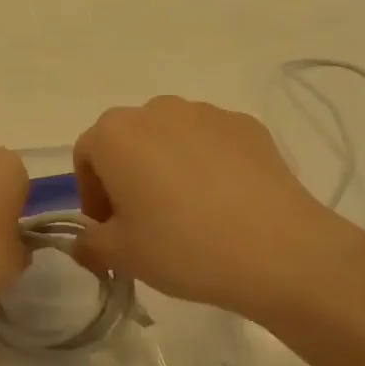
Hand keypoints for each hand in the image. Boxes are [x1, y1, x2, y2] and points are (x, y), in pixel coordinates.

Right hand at [72, 96, 364, 323]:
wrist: (279, 250)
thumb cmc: (183, 247)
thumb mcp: (122, 256)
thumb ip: (90, 244)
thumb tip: (85, 241)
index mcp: (115, 134)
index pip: (86, 157)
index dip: (91, 195)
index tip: (109, 230)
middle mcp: (156, 110)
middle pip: (128, 141)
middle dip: (127, 176)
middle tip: (145, 223)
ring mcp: (206, 112)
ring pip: (170, 138)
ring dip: (167, 166)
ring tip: (189, 212)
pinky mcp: (247, 125)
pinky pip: (211, 142)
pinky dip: (207, 164)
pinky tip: (225, 203)